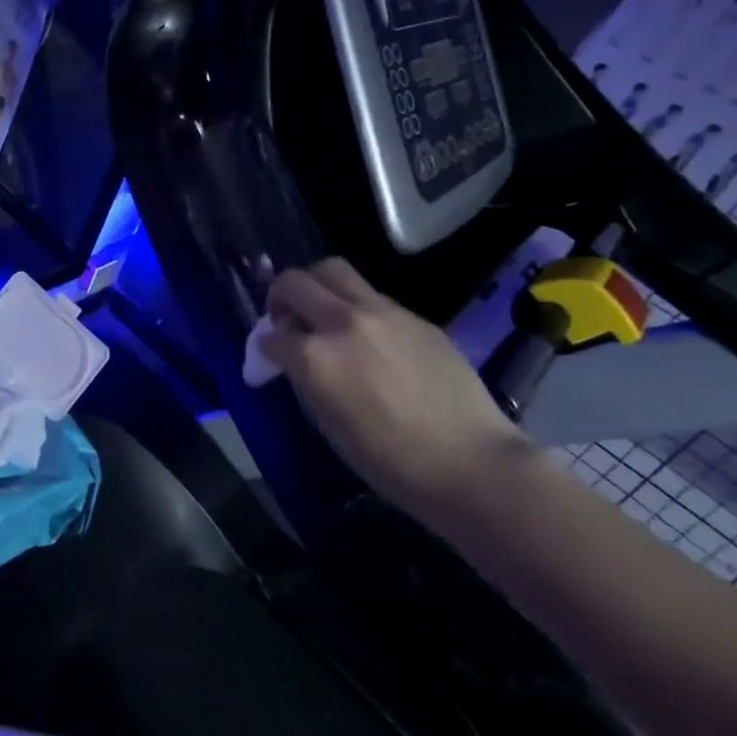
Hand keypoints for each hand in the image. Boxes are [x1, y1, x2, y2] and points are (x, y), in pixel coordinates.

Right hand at [258, 259, 524, 523]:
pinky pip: (372, 295)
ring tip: (323, 313)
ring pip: (333, 271)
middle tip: (285, 317)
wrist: (472, 463)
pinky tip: (369, 336)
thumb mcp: (330, 426)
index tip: (268, 357)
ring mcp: (382, 312)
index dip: (264, 347)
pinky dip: (356, 306)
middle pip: (296, 282)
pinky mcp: (414, 316)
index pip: (272, 335)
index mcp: (316, 357)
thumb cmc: (391, 462)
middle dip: (280, 296)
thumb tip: (294, 360)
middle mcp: (343, 322)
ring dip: (317, 287)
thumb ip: (306, 381)